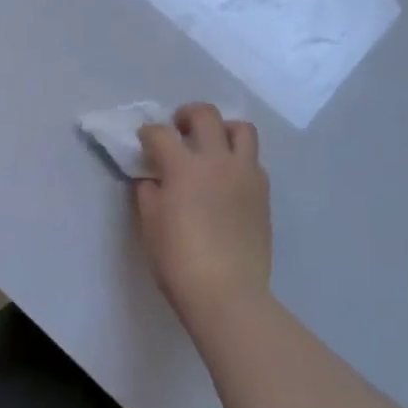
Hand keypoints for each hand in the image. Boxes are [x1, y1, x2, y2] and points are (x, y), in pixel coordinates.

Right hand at [134, 104, 271, 324]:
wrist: (228, 293)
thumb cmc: (179, 260)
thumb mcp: (150, 225)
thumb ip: (149, 193)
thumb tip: (153, 179)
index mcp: (184, 166)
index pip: (161, 134)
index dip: (148, 132)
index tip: (144, 140)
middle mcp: (217, 160)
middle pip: (205, 115)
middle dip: (187, 114)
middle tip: (179, 128)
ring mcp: (245, 174)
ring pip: (241, 129)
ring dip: (223, 129)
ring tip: (212, 145)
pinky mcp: (263, 192)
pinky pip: (253, 161)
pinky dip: (238, 159)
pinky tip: (227, 178)